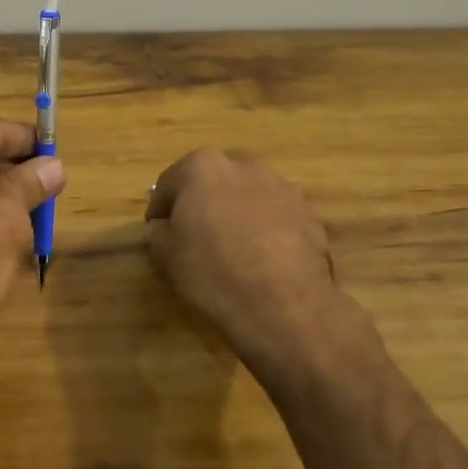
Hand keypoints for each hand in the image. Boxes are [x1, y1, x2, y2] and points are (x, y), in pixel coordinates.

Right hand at [145, 148, 379, 390]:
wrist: (283, 304)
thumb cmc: (213, 272)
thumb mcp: (165, 256)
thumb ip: (158, 233)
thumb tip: (162, 227)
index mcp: (202, 166)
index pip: (169, 183)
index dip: (160, 209)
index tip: (159, 232)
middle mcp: (244, 165)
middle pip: (213, 179)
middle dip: (203, 201)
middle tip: (196, 234)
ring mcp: (282, 186)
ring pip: (248, 194)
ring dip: (238, 211)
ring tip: (234, 247)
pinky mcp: (309, 212)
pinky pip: (276, 214)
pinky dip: (267, 227)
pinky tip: (263, 258)